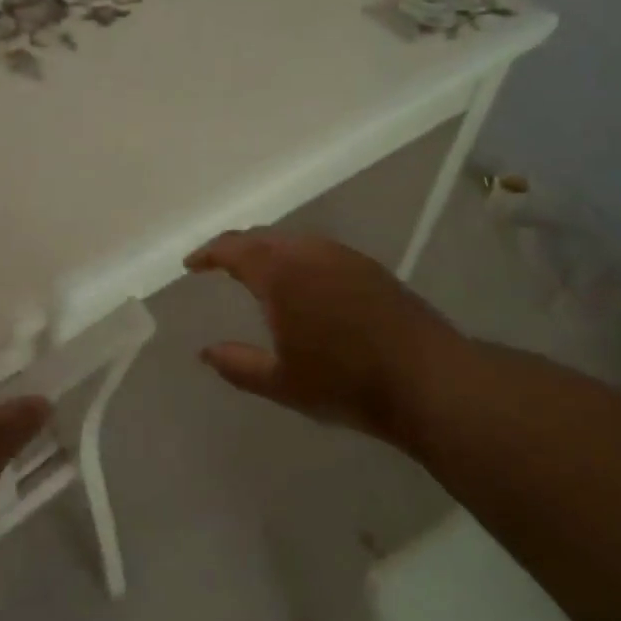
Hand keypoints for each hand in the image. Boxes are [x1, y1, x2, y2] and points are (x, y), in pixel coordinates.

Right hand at [184, 230, 468, 446]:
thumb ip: (237, 365)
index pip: (233, 248)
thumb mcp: (281, 382)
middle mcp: (308, 252)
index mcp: (280, 273)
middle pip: (261, 237)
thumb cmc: (345, 382)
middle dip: (235, 248)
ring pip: (292, 241)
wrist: (428, 379)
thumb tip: (205, 352)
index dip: (208, 254)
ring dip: (267, 251)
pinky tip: (301, 282)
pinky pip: (317, 250)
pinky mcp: (368, 266)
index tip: (191, 265)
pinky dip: (295, 257)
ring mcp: (342, 255)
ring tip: (256, 272)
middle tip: (218, 265)